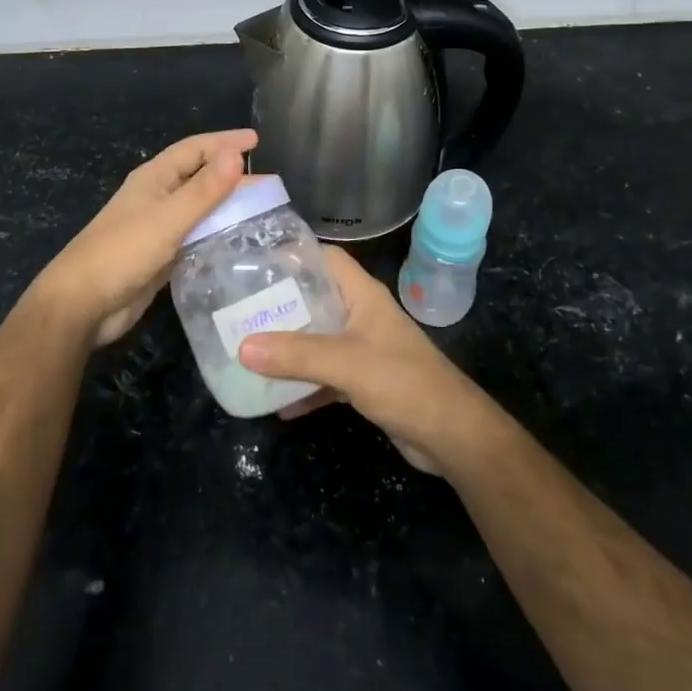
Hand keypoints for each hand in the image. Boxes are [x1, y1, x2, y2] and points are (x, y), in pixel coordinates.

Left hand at [30, 129, 256, 347]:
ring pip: (200, 209)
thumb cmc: (124, 252)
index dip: (224, 142)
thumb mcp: (169, 218)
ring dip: (227, 207)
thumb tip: (236, 154)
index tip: (256, 141)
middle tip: (269, 184)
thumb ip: (204, 189)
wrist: (83, 304)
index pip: (195, 149)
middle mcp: (157, 197)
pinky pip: (196, 236)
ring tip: (262, 212)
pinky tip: (238, 243)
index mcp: (155, 178)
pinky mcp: (161, 255)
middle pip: (200, 178)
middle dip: (232, 177)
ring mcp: (158, 227)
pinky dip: (217, 234)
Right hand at [238, 246, 499, 473]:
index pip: (326, 259)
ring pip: (318, 340)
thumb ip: (296, 355)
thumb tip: (243, 346)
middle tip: (240, 312)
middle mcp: (361, 316)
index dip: (294, 255)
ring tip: (248, 352)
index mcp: (362, 295)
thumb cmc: (403, 382)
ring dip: (289, 349)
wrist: (451, 435)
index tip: (255, 263)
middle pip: (316, 299)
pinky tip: (276, 403)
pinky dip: (304, 387)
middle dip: (281, 306)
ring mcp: (364, 350)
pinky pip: (325, 377)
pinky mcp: (365, 382)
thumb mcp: (346, 362)